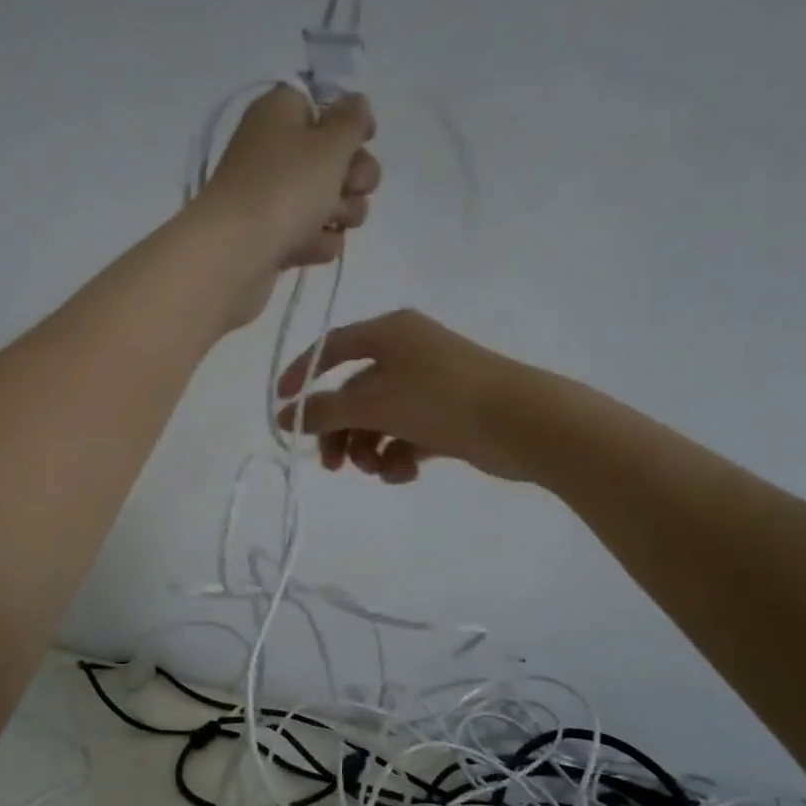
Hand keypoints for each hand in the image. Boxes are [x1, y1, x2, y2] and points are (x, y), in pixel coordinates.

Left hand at [198, 86, 379, 325]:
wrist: (235, 254)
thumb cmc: (284, 187)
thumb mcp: (329, 143)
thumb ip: (351, 120)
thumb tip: (355, 103)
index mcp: (280, 113)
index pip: (322, 104)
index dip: (348, 121)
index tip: (365, 138)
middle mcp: (275, 151)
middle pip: (334, 158)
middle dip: (354, 176)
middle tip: (350, 187)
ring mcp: (273, 198)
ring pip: (330, 201)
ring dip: (342, 213)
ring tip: (329, 222)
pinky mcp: (274, 237)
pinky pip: (312, 235)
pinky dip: (316, 242)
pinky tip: (308, 248)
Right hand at [273, 309, 531, 483]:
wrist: (523, 422)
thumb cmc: (441, 399)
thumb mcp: (374, 403)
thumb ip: (324, 412)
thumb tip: (283, 416)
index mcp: (390, 333)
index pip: (332, 348)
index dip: (302, 375)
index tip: (282, 407)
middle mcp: (408, 352)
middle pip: (355, 392)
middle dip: (340, 430)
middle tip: (331, 466)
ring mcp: (431, 384)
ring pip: (380, 418)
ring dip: (369, 448)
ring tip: (376, 470)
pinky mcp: (448, 415)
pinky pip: (407, 433)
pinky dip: (398, 454)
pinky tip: (403, 473)